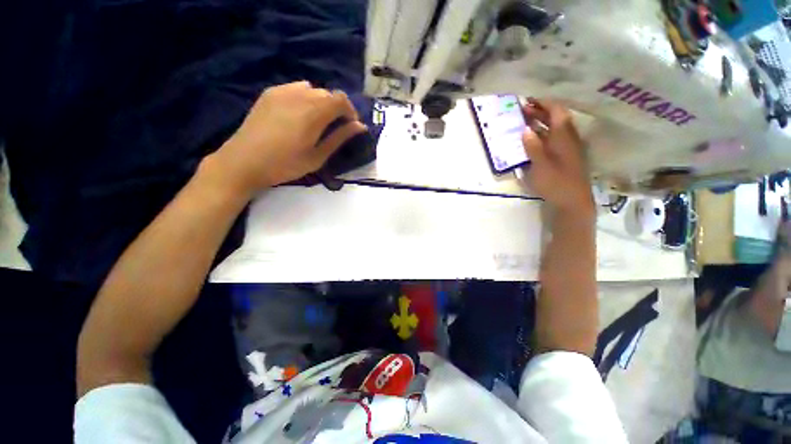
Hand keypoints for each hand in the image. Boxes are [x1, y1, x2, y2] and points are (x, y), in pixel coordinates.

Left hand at [206, 81, 366, 195]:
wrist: (245, 161)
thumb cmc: (286, 164)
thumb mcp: (318, 156)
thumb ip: (339, 138)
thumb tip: (360, 126)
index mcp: (314, 113)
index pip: (341, 100)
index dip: (350, 111)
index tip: (350, 126)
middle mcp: (300, 95)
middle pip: (328, 94)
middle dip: (338, 109)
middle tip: (336, 127)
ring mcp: (283, 91)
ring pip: (313, 89)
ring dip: (322, 103)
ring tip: (318, 121)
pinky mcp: (270, 93)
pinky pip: (296, 88)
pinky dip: (306, 97)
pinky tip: (300, 114)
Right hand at [521, 98, 593, 214]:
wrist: (572, 201)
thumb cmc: (557, 183)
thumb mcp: (541, 166)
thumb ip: (533, 147)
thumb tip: (525, 130)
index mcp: (564, 137)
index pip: (556, 111)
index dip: (544, 101)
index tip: (529, 96)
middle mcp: (567, 138)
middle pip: (555, 117)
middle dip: (539, 110)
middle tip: (522, 107)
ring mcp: (566, 147)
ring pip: (553, 128)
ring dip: (540, 121)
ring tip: (524, 118)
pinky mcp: (563, 156)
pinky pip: (552, 138)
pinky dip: (541, 133)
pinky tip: (532, 136)